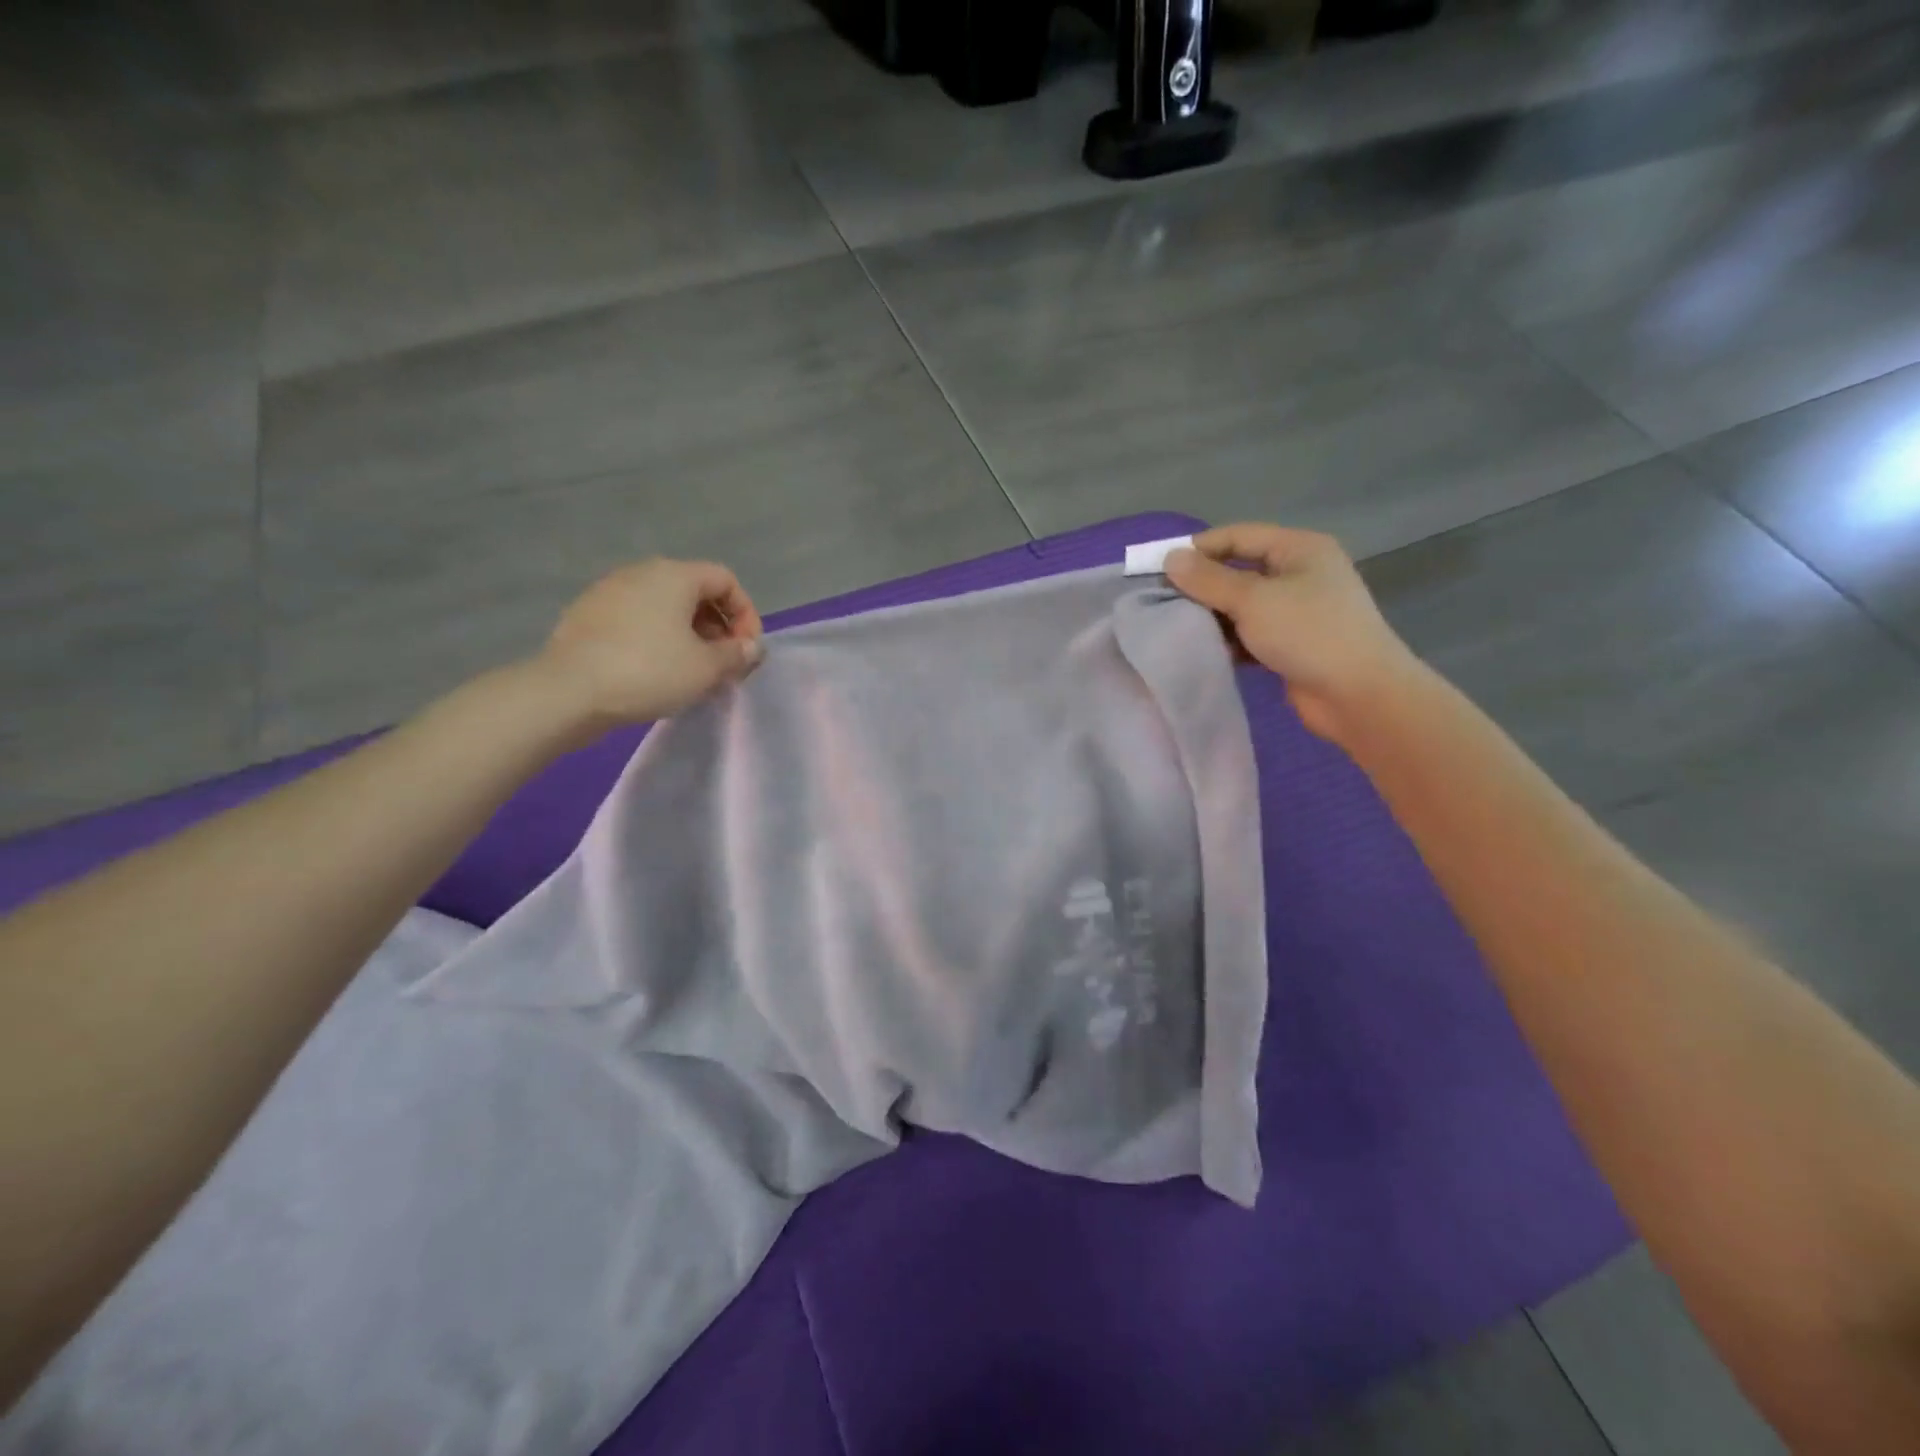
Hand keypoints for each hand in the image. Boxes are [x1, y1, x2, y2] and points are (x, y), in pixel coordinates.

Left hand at [534, 558, 763, 734]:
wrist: (567, 691)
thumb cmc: (648, 671)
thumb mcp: (706, 668)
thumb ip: (736, 654)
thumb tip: (751, 647)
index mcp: (674, 575)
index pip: (725, 580)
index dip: (746, 613)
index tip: (746, 650)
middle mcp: (641, 572)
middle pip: (694, 591)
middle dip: (717, 627)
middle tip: (723, 664)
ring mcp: (609, 592)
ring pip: (664, 607)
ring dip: (688, 635)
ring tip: (692, 671)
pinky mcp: (587, 615)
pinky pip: (637, 620)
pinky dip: (656, 639)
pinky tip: (655, 672)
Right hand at [1165, 524, 1419, 744]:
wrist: (1358, 695)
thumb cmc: (1308, 634)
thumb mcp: (1253, 600)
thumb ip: (1208, 580)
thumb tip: (1170, 559)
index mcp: (1299, 549)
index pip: (1238, 536)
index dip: (1198, 549)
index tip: (1159, 569)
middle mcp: (1300, 573)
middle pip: (1239, 571)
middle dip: (1202, 586)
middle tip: (1162, 602)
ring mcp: (1298, 611)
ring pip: (1243, 606)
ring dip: (1213, 617)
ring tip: (1177, 629)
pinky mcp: (1292, 644)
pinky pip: (1251, 634)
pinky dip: (1229, 640)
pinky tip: (1204, 652)